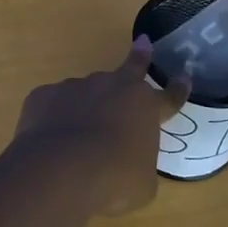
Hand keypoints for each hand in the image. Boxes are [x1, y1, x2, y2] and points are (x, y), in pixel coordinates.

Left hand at [11, 38, 190, 214]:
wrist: (60, 169)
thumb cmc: (113, 179)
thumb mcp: (142, 182)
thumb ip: (139, 163)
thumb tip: (129, 162)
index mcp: (144, 107)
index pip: (169, 97)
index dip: (178, 89)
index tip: (183, 76)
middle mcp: (112, 87)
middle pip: (130, 69)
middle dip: (140, 56)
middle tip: (143, 44)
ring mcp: (75, 87)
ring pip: (86, 92)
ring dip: (86, 107)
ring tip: (76, 138)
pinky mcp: (44, 94)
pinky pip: (53, 105)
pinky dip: (54, 118)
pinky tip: (49, 139)